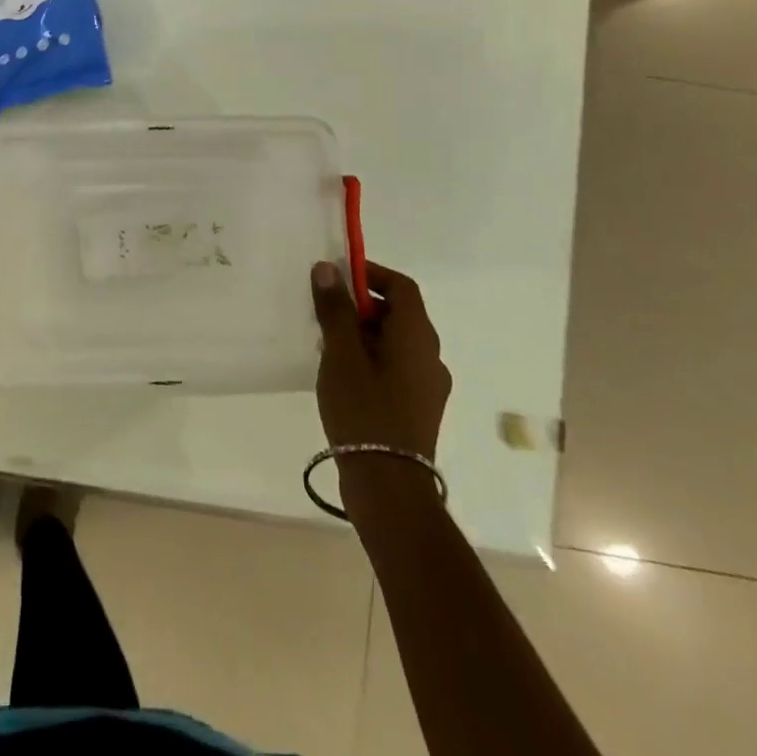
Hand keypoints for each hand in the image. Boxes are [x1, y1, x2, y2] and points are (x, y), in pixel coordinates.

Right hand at [311, 260, 450, 461]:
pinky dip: (371, 358)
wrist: (389, 487)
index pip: (402, 286)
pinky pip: (396, 366)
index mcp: (417, 337)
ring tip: (327, 346)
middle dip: (361, 306)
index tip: (338, 277)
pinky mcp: (419, 407)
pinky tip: (343, 377)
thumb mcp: (341, 355)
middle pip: (399, 313)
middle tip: (325, 314)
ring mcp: (428, 385)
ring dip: (364, 333)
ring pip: (395, 342)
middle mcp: (431, 356)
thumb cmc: (364, 411)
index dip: (371, 273)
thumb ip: (335, 310)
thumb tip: (329, 268)